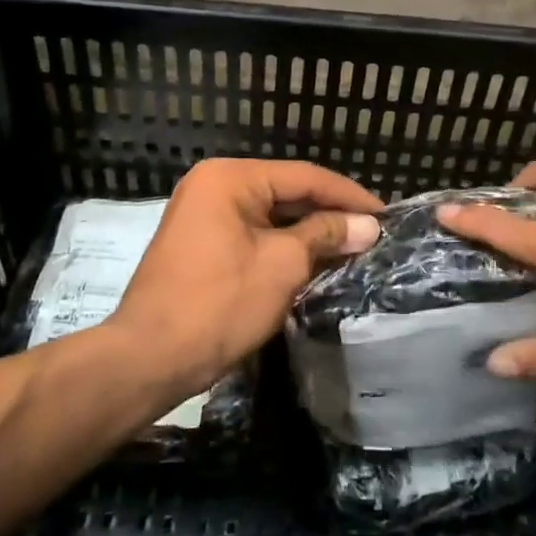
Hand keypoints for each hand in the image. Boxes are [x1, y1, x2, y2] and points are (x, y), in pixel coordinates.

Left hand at [109, 159, 382, 399]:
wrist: (148, 359)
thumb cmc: (219, 304)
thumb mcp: (282, 265)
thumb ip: (326, 235)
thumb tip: (368, 226)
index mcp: (229, 178)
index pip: (303, 176)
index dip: (348, 196)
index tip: (387, 215)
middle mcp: (213, 186)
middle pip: (286, 192)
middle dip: (329, 214)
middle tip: (373, 233)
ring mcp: (203, 215)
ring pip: (270, 216)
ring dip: (309, 233)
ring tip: (353, 247)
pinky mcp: (201, 244)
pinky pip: (252, 234)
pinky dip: (283, 246)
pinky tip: (315, 262)